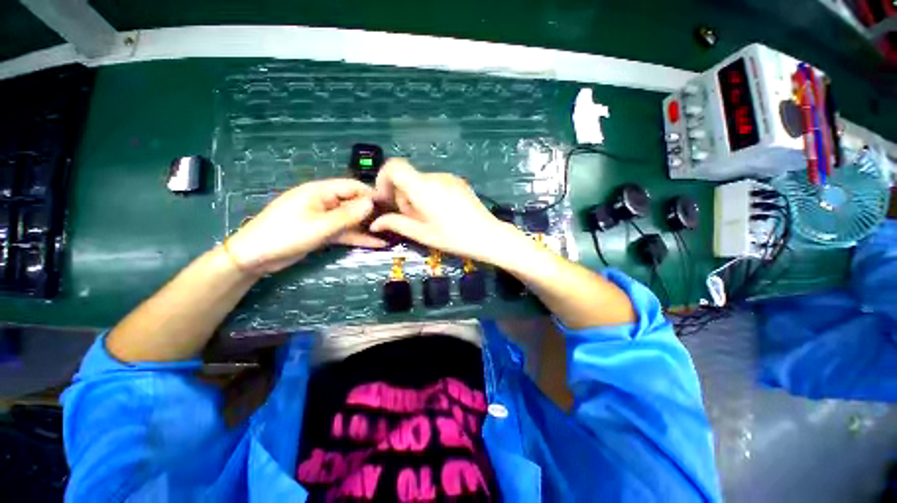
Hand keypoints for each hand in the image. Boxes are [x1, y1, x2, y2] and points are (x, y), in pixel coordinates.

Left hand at [226, 179, 386, 274]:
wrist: (255, 257)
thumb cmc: (285, 235)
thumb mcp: (319, 226)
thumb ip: (347, 215)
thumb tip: (371, 203)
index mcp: (320, 191)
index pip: (352, 187)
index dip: (371, 194)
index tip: (391, 205)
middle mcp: (324, 201)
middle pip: (353, 203)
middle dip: (372, 212)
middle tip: (394, 222)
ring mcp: (324, 217)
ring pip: (351, 219)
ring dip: (368, 227)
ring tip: (389, 234)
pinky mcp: (323, 231)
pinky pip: (345, 232)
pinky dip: (358, 237)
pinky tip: (376, 244)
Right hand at [370, 159, 527, 264]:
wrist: (488, 236)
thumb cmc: (454, 238)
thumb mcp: (423, 234)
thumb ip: (396, 224)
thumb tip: (375, 223)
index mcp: (423, 188)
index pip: (394, 167)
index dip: (383, 179)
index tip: (386, 199)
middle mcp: (435, 177)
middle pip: (407, 178)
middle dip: (402, 197)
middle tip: (413, 219)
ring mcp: (448, 177)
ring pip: (420, 182)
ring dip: (416, 197)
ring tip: (429, 219)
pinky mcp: (458, 182)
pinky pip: (434, 183)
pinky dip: (429, 195)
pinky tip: (441, 213)